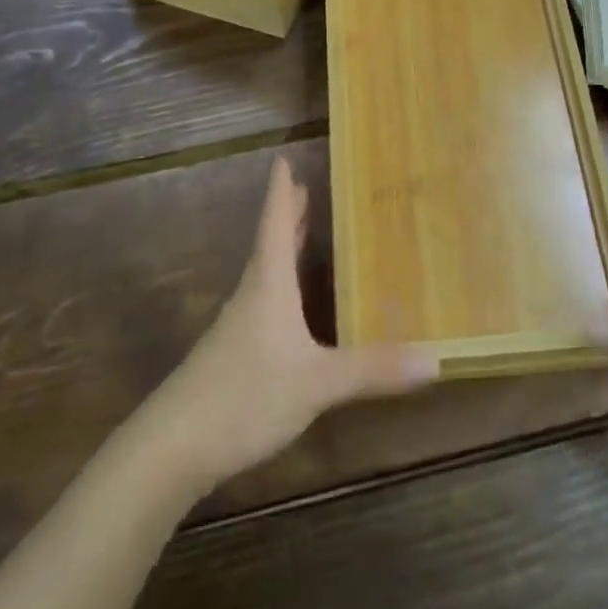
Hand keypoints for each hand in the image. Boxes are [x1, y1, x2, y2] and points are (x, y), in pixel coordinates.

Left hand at [150, 157, 438, 491]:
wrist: (172, 447)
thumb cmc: (244, 396)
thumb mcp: (316, 383)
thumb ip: (372, 370)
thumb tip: (435, 358)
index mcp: (268, 287)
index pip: (276, 226)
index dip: (280, 193)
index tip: (281, 160)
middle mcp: (251, 298)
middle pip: (269, 245)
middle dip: (287, 216)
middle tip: (303, 188)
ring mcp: (237, 328)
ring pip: (265, 275)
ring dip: (283, 250)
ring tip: (303, 234)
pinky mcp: (231, 356)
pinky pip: (263, 304)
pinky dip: (281, 287)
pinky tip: (292, 307)